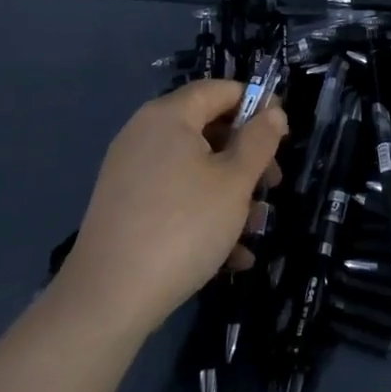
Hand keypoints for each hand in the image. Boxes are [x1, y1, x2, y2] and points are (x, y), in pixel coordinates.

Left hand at [54, 80, 287, 341]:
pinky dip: (202, 215)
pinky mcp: (124, 208)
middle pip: (208, 130)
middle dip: (246, 158)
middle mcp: (145, 135)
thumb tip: (274, 111)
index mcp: (169, 116)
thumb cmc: (183, 226)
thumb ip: (260, 140)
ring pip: (194, 169)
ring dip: (230, 193)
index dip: (256, 104)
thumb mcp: (235, 181)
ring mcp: (131, 173)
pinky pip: (173, 197)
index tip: (283, 134)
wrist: (107, 301)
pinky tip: (230, 255)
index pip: (220, 90)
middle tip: (273, 185)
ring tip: (255, 229)